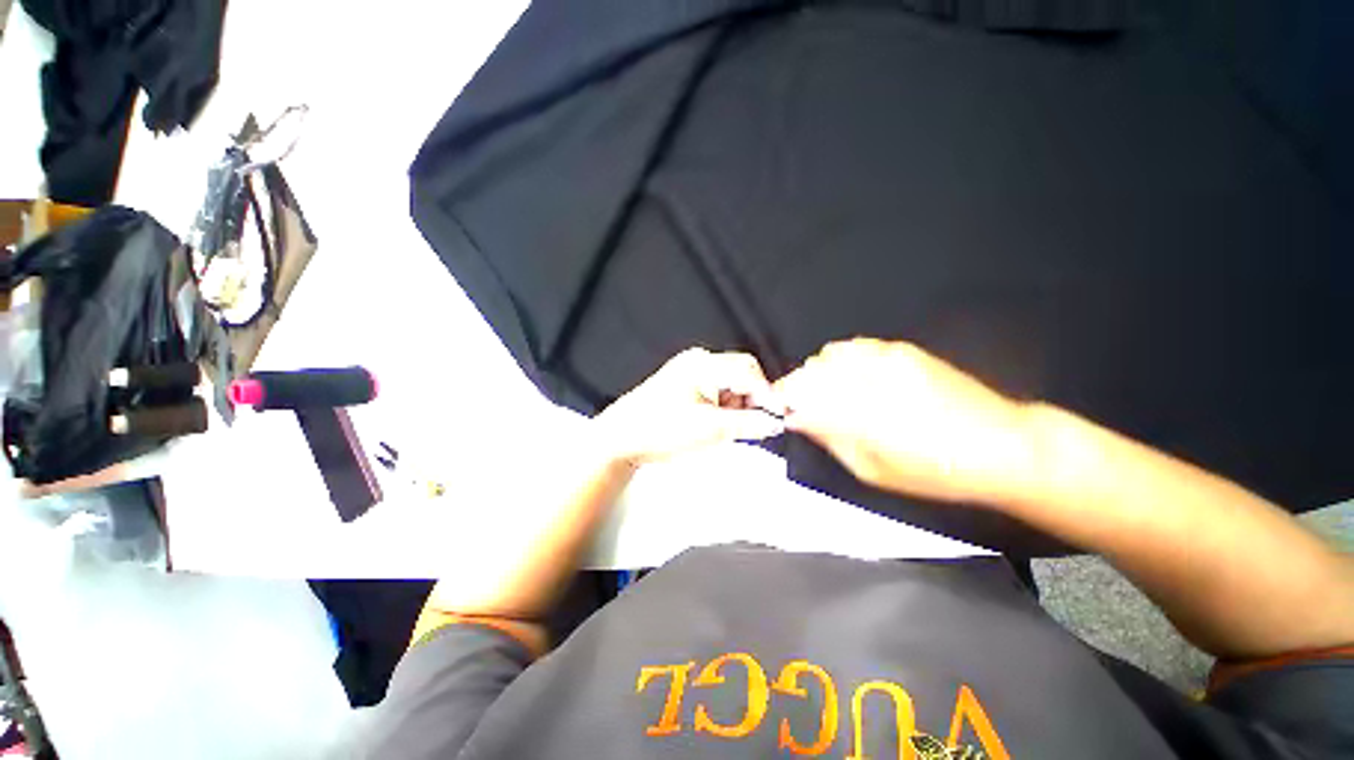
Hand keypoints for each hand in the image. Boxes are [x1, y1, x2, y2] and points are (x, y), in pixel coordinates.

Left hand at [594, 348, 786, 465]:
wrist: (621, 439)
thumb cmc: (660, 430)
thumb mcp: (710, 430)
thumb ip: (748, 424)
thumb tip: (775, 423)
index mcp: (703, 364)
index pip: (748, 371)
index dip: (767, 394)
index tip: (779, 416)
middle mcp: (697, 360)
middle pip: (740, 373)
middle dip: (751, 399)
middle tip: (753, 424)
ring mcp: (688, 370)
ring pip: (728, 382)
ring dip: (736, 404)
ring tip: (726, 428)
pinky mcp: (684, 382)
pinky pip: (714, 389)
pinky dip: (722, 405)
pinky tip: (714, 423)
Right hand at [773, 339, 1033, 504]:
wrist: (1003, 445)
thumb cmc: (935, 472)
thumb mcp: (873, 470)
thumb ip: (830, 439)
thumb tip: (798, 419)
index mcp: (858, 414)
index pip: (800, 394)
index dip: (782, 399)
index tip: (779, 408)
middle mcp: (868, 379)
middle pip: (811, 370)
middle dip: (798, 386)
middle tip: (805, 406)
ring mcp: (886, 359)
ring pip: (829, 354)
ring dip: (820, 371)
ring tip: (830, 392)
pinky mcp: (903, 350)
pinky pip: (855, 346)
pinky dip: (843, 360)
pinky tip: (854, 378)